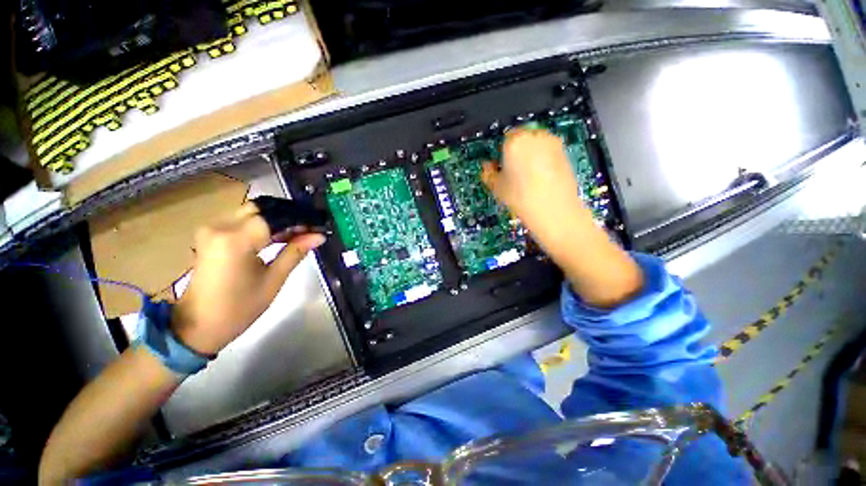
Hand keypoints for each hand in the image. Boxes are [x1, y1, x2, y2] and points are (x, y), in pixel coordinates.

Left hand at [171, 203, 325, 353]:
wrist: (197, 325)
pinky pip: (242, 221)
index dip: (300, 220)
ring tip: (299, 233)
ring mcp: (212, 229)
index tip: (319, 227)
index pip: (274, 217)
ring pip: (252, 212)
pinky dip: (263, 225)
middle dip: (288, 217)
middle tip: (310, 230)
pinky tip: (279, 236)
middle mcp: (219, 227)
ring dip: (277, 220)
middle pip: (261, 209)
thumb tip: (319, 236)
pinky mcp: (210, 235)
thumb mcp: (273, 280)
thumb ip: (296, 252)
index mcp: (235, 240)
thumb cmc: (239, 308)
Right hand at [481, 129, 592, 258]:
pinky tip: (540, 177)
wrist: (554, 210)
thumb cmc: (520, 198)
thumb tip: (487, 167)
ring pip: (535, 143)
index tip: (500, 165)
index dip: (500, 153)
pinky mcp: (564, 152)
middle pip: (521, 137)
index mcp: (514, 142)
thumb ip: (488, 173)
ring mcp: (552, 143)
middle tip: (513, 170)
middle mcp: (534, 136)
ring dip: (530, 153)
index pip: (503, 139)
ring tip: (527, 176)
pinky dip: (543, 159)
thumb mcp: (497, 187)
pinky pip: (548, 150)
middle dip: (516, 150)